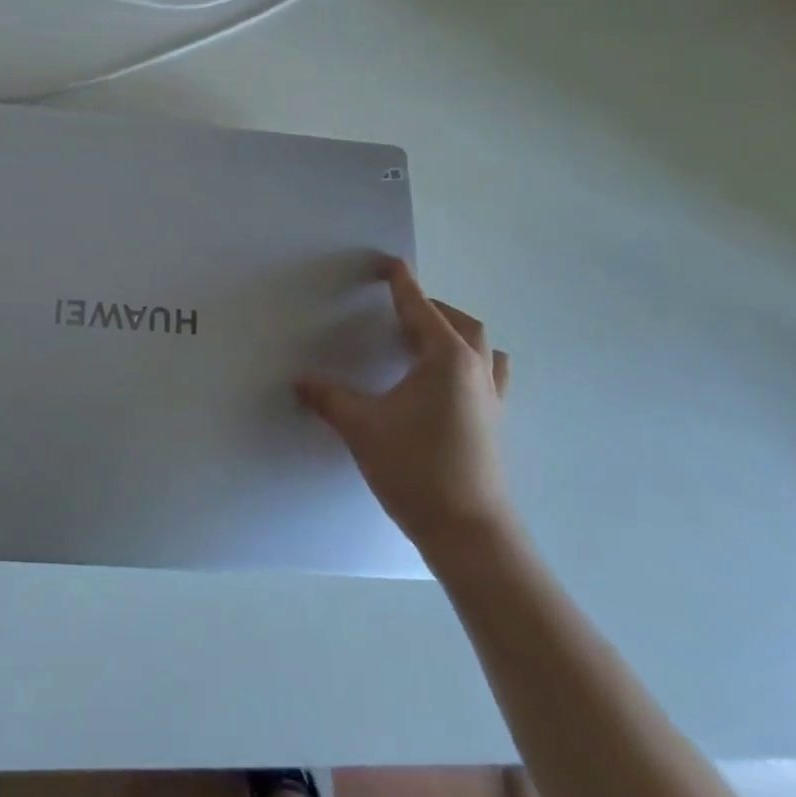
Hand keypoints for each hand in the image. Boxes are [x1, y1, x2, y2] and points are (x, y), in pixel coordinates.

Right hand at [296, 258, 513, 557]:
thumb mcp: (362, 427)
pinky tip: (446, 385)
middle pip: (460, 323)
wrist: (469, 533)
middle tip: (399, 311)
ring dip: (457, 335)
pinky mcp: (495, 424)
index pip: (421, 308)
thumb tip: (300, 380)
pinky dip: (469, 365)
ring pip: (482, 349)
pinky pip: (488, 377)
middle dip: (431, 308)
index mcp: (446, 359)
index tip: (390, 263)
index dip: (402, 285)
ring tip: (427, 343)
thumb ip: (329, 398)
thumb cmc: (416, 469)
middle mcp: (475, 371)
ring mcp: (491, 399)